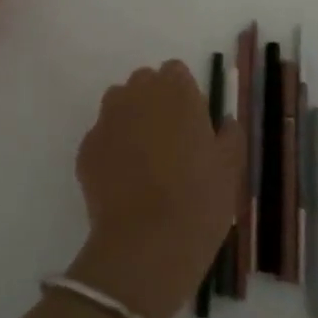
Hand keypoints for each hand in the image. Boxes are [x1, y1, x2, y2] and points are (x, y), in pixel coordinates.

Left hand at [66, 61, 244, 317]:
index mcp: (176, 91)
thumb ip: (229, 135)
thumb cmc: (199, 201)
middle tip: (170, 141)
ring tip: (144, 159)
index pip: (175, 72)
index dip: (184, 95)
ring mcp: (107, 119)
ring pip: (119, 105)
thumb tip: (224, 122)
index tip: (192, 123)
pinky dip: (111, 150)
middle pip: (144, 83)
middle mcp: (137, 94)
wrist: (147, 245)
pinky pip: (102, 137)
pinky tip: (123, 182)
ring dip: (130, 120)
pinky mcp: (86, 148)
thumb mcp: (231, 168)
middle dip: (154, 102)